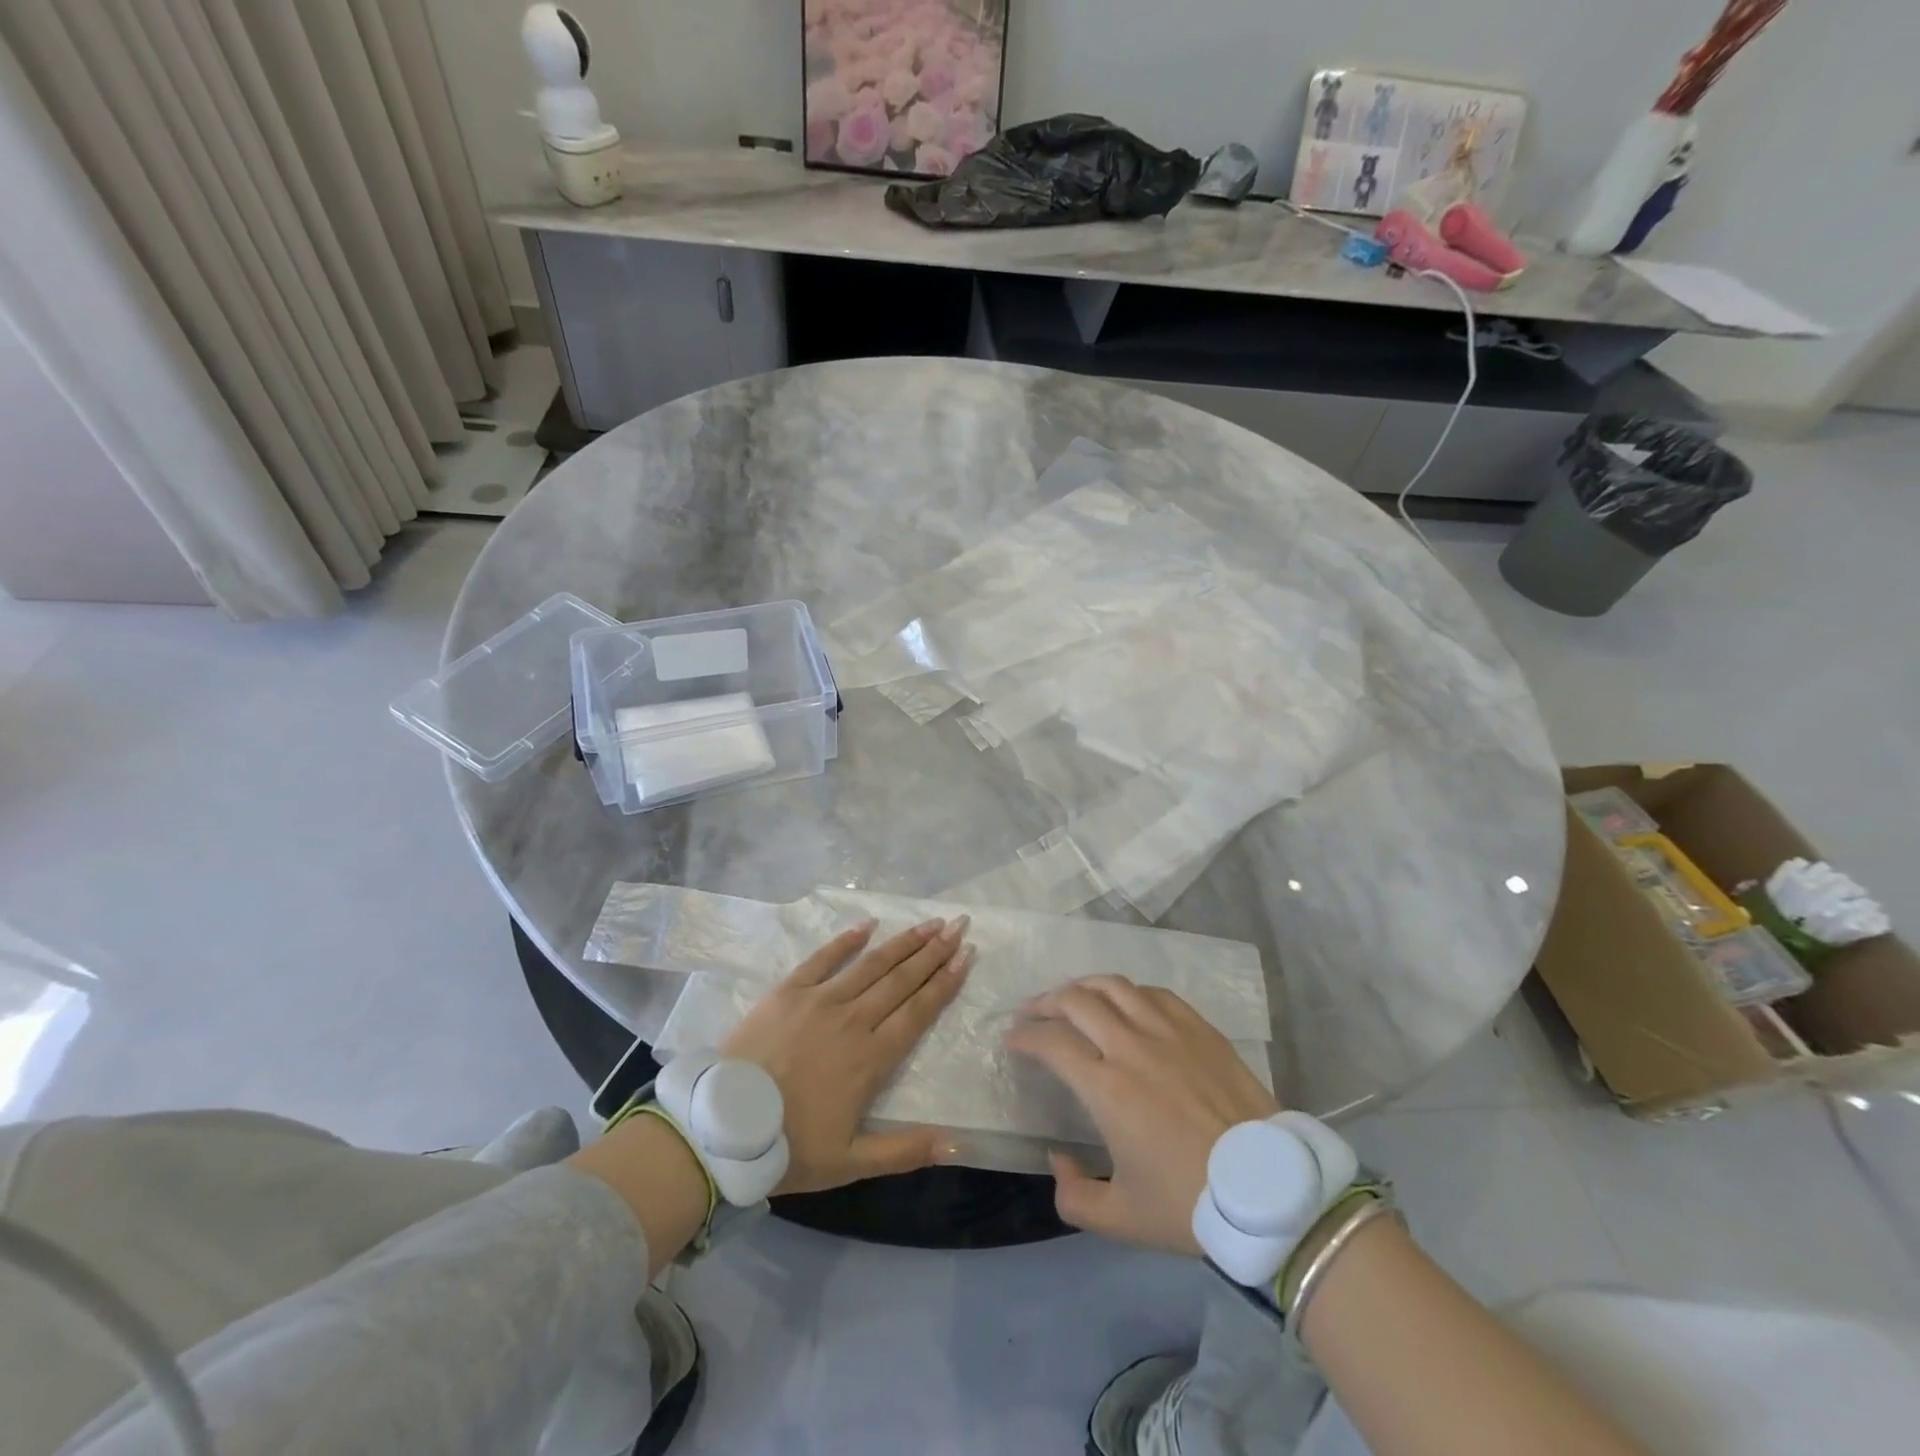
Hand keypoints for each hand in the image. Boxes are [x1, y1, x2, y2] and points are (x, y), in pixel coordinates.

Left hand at [720, 917, 971, 1193]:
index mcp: (872, 1058)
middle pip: (902, 980)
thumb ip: (905, 1151)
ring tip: (929, 922)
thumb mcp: (850, 1162)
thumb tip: (959, 1144)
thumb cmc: (788, 1147)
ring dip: (903, 942)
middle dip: (933, 952)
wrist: (722, 1127)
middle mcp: (854, 1020)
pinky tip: (867, 924)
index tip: (966, 956)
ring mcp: (820, 1000)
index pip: (919, 1011)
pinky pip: (823, 958)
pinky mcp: (789, 991)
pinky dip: (846, 940)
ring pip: (872, 964)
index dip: (945, 983)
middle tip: (957, 926)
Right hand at [1005, 976, 1278, 1254]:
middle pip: (1076, 1000)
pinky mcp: (1200, 1028)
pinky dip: (1128, 992)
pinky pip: (1154, 994)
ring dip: (1083, 987)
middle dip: (1045, 1003)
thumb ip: (1073, 1196)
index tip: (1013, 1040)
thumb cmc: (1191, 1204)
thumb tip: (1057, 1158)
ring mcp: (1168, 1031)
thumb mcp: (1121, 1219)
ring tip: (1072, 998)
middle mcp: (1131, 1046)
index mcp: (1106, 1087)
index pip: (1051, 1042)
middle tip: (1033, 1014)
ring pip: (1114, 986)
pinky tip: (1125, 1004)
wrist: (1269, 1191)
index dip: (1025, 1036)